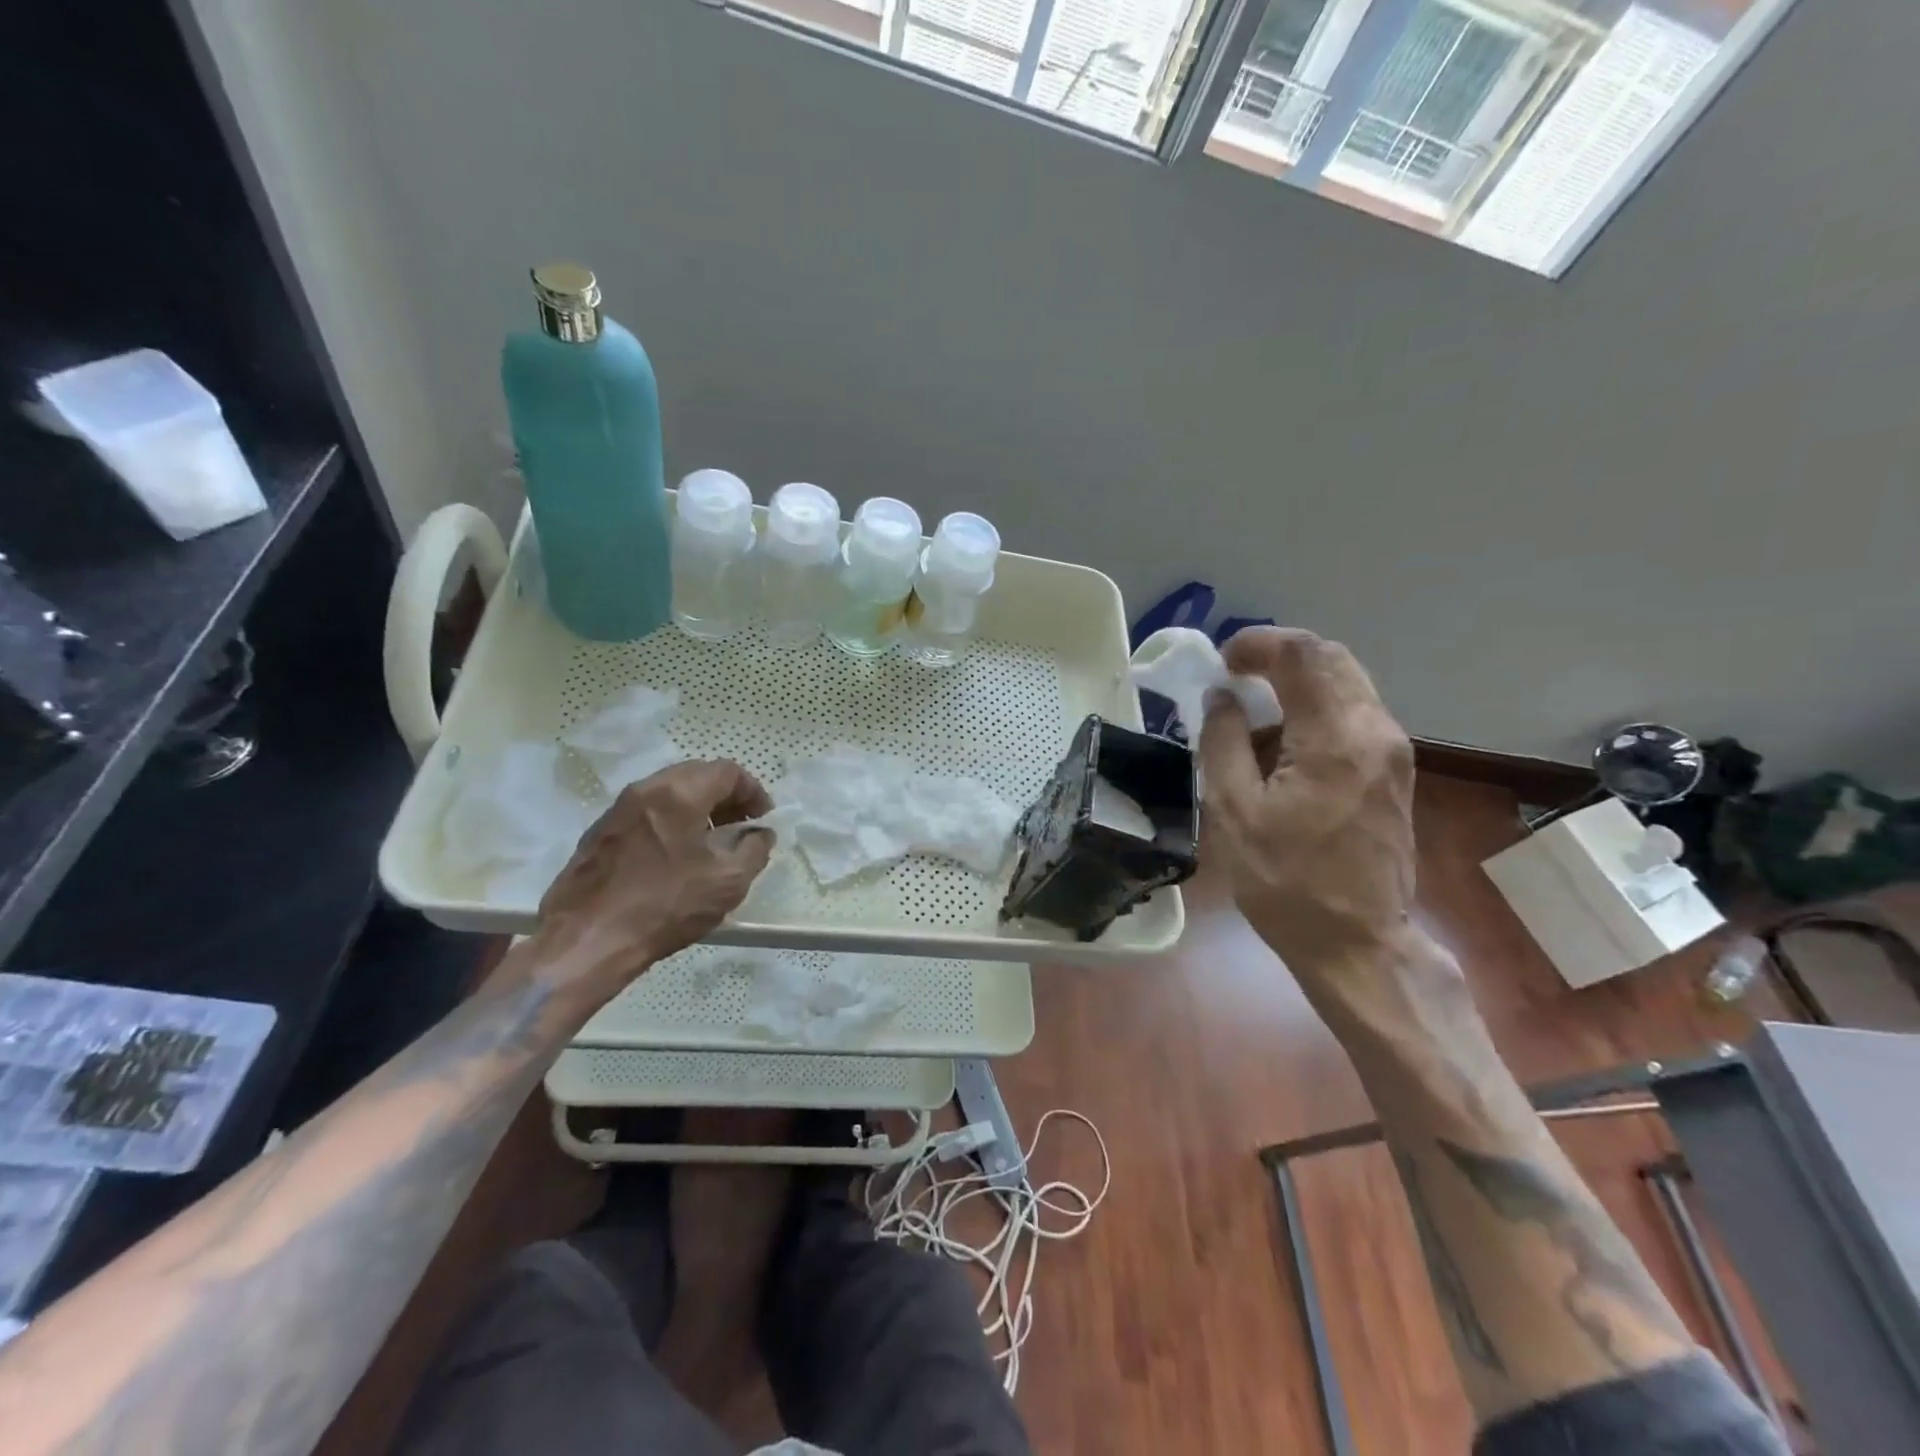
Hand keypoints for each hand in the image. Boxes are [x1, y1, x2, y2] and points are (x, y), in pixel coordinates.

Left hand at [532, 759, 774, 1002]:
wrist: (586, 941)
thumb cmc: (664, 906)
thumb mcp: (727, 883)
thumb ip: (754, 849)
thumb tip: (759, 834)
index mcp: (679, 794)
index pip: (727, 771)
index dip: (753, 791)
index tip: (762, 818)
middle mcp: (646, 790)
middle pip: (696, 774)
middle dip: (725, 794)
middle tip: (741, 824)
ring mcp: (618, 809)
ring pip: (669, 790)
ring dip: (698, 806)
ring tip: (711, 839)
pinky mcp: (600, 832)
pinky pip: (646, 810)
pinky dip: (671, 819)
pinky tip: (676, 853)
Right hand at [1199, 628, 1420, 995]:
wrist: (1359, 944)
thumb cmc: (1287, 882)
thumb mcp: (1233, 811)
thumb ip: (1223, 742)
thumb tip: (1221, 698)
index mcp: (1335, 738)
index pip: (1303, 654)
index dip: (1258, 644)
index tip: (1222, 661)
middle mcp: (1376, 731)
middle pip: (1332, 659)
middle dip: (1280, 656)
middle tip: (1235, 676)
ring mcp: (1393, 751)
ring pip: (1346, 683)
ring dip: (1298, 682)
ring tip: (1252, 711)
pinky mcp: (1395, 772)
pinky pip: (1354, 714)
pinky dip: (1315, 708)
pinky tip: (1282, 743)